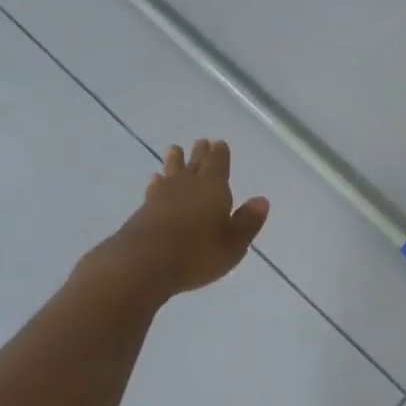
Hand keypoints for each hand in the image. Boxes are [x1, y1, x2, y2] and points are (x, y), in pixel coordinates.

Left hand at [94, 140, 268, 297]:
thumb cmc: (197, 253)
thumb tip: (261, 200)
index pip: (218, 163)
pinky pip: (155, 189)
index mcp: (213, 188)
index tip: (219, 143)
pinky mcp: (144, 210)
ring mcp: (163, 196)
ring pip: (172, 172)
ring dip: (175, 162)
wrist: (144, 263)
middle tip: (201, 142)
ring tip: (174, 150)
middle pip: (195, 164)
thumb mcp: (233, 243)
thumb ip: (247, 221)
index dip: (220, 154)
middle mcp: (188, 186)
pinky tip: (154, 181)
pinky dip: (157, 182)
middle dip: (200, 154)